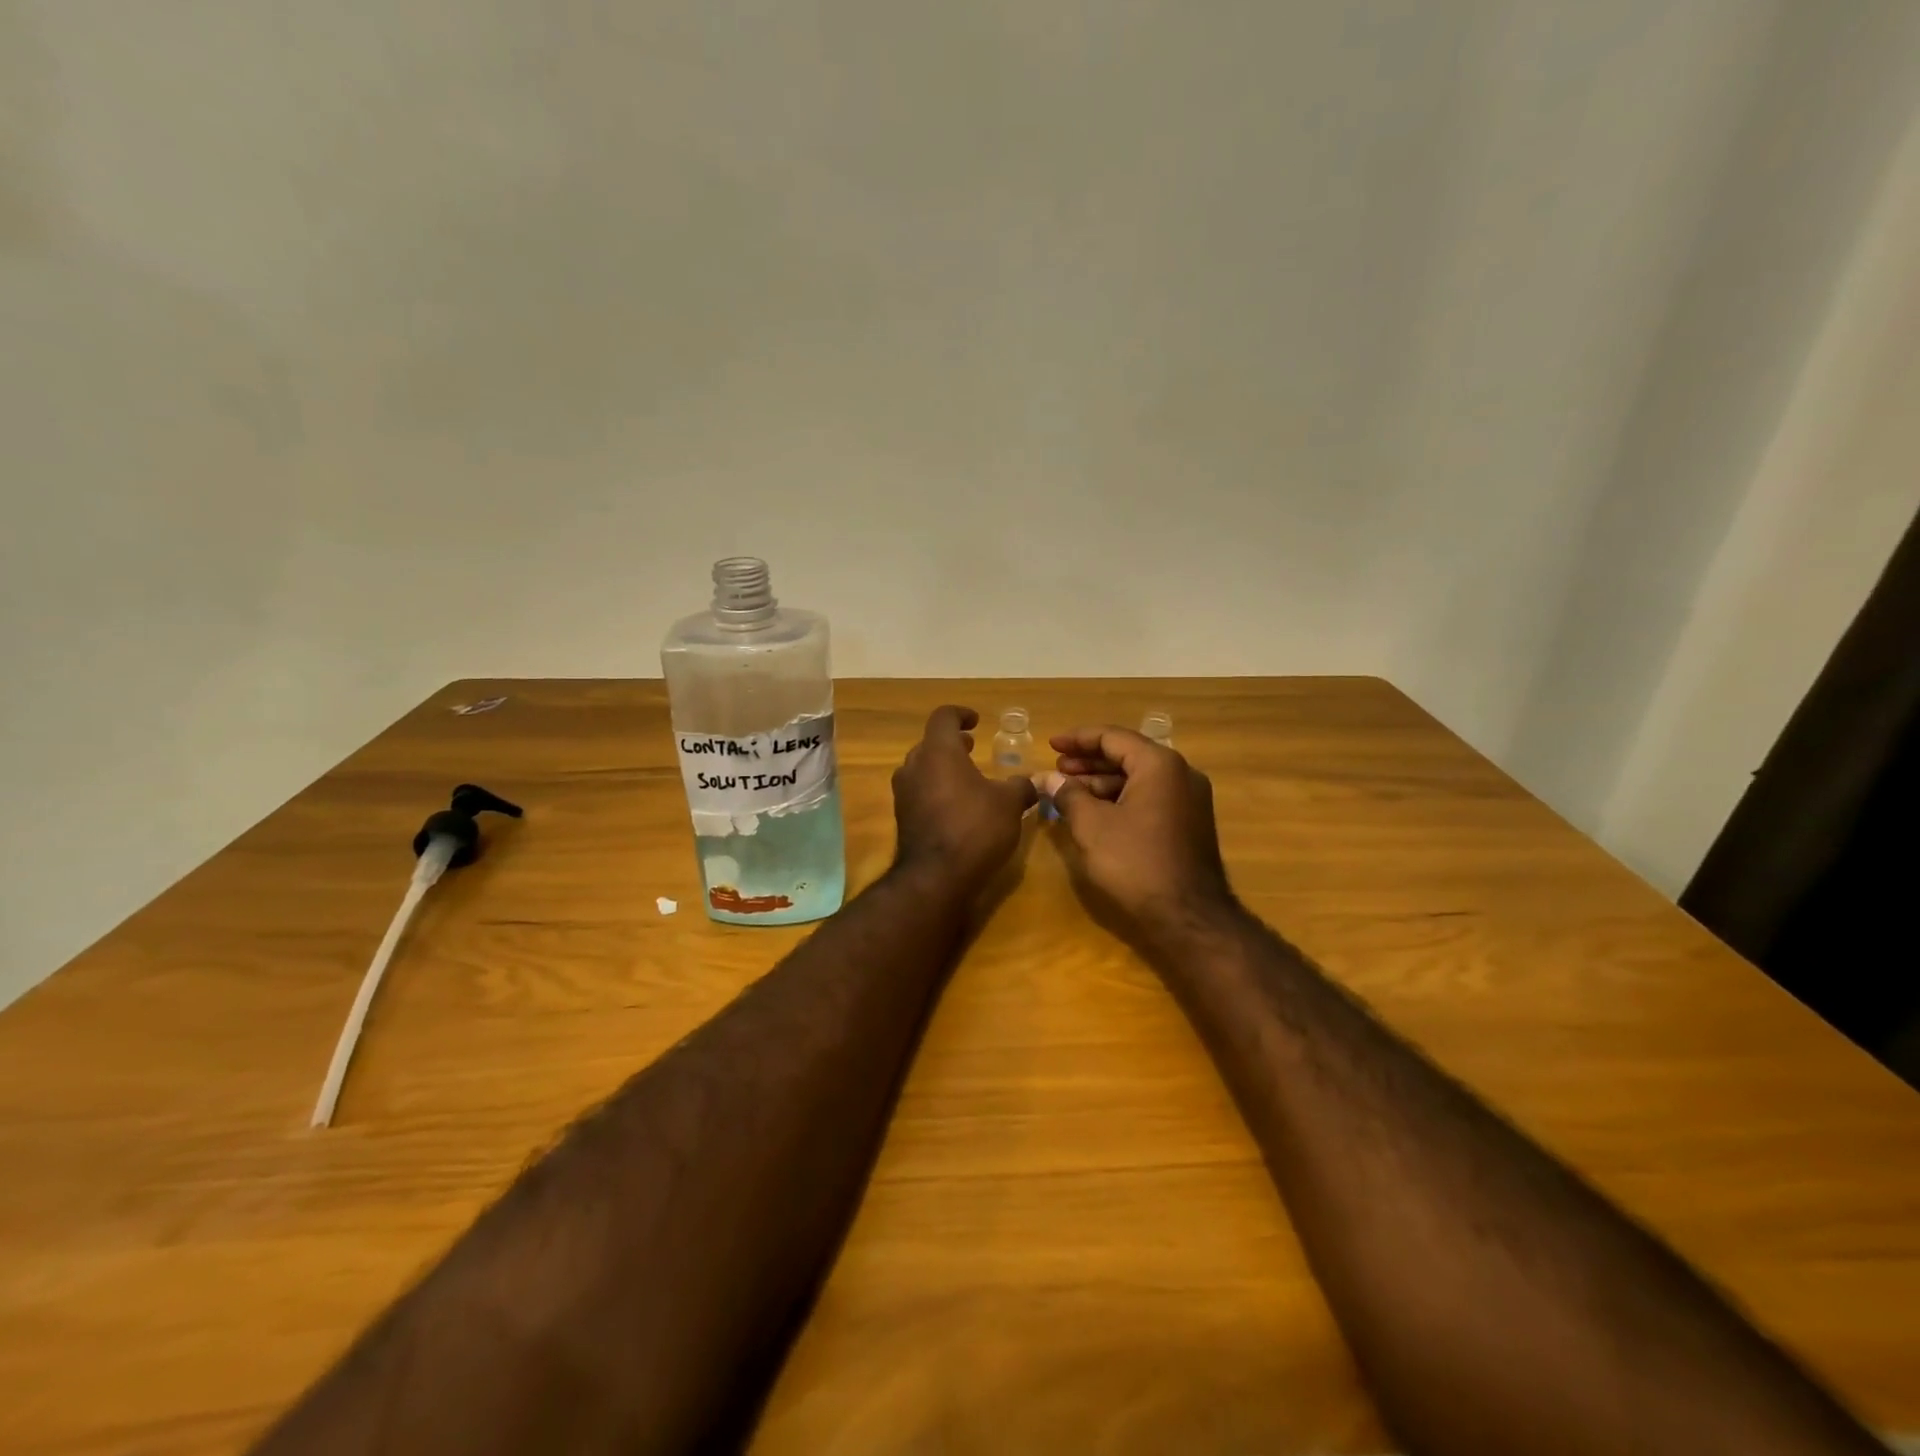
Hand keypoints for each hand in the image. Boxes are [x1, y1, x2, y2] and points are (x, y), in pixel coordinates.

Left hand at [892, 706, 1039, 893]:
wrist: (935, 877)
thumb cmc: (975, 828)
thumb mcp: (1009, 804)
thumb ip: (1020, 786)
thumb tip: (1031, 782)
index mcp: (938, 751)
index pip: (944, 717)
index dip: (961, 714)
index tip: (976, 721)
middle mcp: (914, 766)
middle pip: (930, 744)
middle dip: (952, 744)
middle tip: (971, 748)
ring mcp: (904, 794)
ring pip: (922, 769)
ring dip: (943, 768)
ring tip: (967, 778)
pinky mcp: (902, 819)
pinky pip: (920, 793)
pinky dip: (937, 791)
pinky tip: (957, 807)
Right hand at [1043, 726, 1234, 933]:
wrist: (1188, 917)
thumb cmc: (1135, 863)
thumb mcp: (1092, 825)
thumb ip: (1069, 795)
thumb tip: (1049, 778)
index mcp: (1159, 765)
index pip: (1113, 737)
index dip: (1078, 739)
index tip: (1051, 745)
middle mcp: (1181, 774)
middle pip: (1128, 755)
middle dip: (1089, 762)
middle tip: (1058, 769)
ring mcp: (1189, 800)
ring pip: (1139, 779)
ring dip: (1103, 783)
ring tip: (1069, 793)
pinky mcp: (1189, 824)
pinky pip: (1150, 798)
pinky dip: (1121, 800)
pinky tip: (1095, 813)